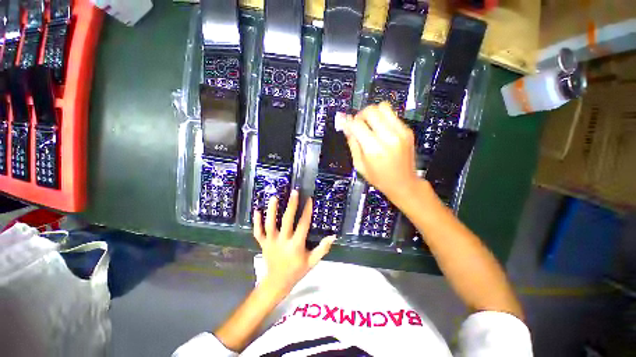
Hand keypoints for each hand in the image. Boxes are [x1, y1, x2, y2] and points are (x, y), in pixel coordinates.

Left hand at [253, 190, 335, 295]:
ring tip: (275, 197)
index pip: (303, 224)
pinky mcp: (263, 243)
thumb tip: (333, 236)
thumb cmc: (297, 271)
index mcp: (296, 245)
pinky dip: (256, 221)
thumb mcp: (312, 262)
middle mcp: (283, 241)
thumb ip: (323, 249)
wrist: (277, 283)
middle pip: (287, 220)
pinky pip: (258, 231)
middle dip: (291, 205)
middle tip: (294, 192)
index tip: (309, 199)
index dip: (307, 211)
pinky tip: (257, 210)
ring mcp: (271, 242)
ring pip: (270, 223)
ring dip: (272, 210)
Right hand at [343, 102, 419, 200]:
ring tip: (370, 125)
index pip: (357, 124)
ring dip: (373, 113)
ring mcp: (401, 132)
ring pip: (383, 107)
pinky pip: (392, 115)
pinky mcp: (407, 131)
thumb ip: (352, 144)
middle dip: (360, 115)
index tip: (345, 124)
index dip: (348, 122)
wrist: (404, 183)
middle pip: (371, 111)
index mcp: (374, 149)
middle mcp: (388, 137)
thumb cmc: (379, 178)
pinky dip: (383, 119)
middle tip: (358, 125)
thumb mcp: (359, 165)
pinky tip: (381, 130)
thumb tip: (346, 128)